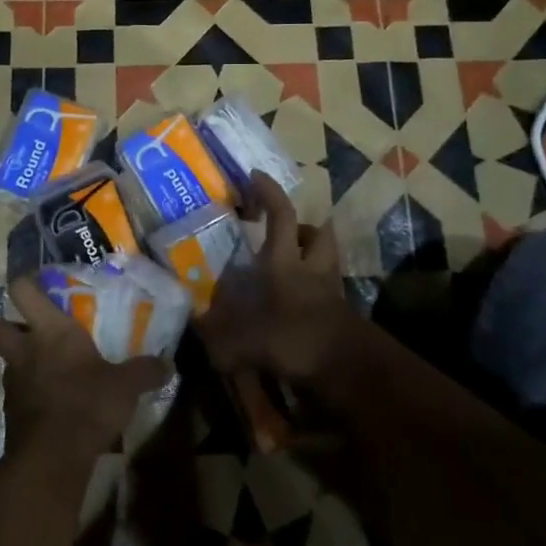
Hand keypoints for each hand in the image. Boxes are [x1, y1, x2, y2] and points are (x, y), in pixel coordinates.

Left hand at [0, 276, 170, 462]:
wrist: (53, 458)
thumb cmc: (88, 404)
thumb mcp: (127, 385)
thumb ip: (146, 371)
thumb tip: (168, 364)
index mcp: (50, 331)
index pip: (23, 291)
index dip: (27, 283)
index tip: (40, 284)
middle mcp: (25, 351)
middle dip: (9, 326)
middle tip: (34, 333)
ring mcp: (14, 383)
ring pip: (7, 363)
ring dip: (23, 364)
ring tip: (52, 372)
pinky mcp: (12, 414)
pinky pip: (18, 394)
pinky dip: (31, 395)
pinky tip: (55, 404)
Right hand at [198, 172, 359, 402]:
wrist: (350, 370)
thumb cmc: (296, 340)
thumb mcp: (247, 342)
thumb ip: (218, 339)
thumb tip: (196, 331)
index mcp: (286, 262)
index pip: (281, 215)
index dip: (268, 192)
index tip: (254, 176)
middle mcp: (311, 269)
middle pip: (317, 233)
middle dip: (302, 228)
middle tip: (281, 235)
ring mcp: (330, 291)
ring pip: (325, 260)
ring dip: (310, 258)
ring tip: (285, 269)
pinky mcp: (340, 315)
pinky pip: (326, 292)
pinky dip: (312, 294)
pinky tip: (293, 308)